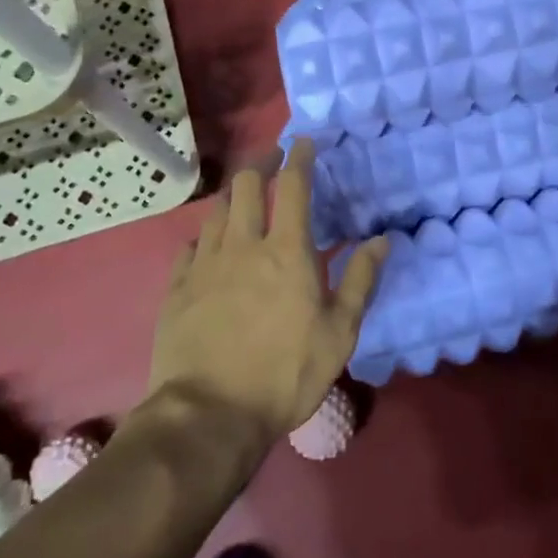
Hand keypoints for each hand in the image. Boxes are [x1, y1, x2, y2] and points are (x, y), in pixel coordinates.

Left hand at [148, 140, 388, 439]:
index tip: (303, 142)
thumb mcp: (339, 334)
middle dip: (261, 162)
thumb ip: (361, 281)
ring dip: (233, 194)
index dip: (299, 158)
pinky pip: (189, 246)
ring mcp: (204, 264)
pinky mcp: (176, 288)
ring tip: (243, 194)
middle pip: (246, 185)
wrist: (209, 415)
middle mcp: (243, 245)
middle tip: (272, 158)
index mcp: (286, 251)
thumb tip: (381, 240)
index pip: (293, 187)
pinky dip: (205, 236)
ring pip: (216, 210)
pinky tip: (208, 243)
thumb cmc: (284, 374)